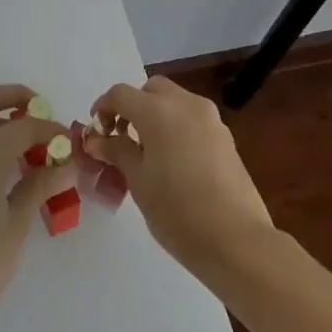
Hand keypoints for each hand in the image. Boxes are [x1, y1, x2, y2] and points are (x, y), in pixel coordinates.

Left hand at [0, 85, 70, 323]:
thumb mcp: (17, 222)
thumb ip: (40, 184)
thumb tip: (66, 164)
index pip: (22, 125)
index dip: (49, 128)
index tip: (67, 140)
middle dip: (17, 98)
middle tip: (42, 112)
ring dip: (0, 118)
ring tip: (29, 142)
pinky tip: (6, 162)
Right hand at [87, 75, 273, 274]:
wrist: (237, 241)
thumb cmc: (177, 211)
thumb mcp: (138, 181)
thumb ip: (117, 151)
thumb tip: (98, 140)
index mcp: (159, 111)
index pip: (121, 94)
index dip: (103, 107)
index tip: (95, 130)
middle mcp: (186, 104)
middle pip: (151, 90)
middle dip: (132, 106)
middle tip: (121, 136)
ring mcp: (210, 120)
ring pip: (175, 101)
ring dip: (156, 114)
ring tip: (146, 151)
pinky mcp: (226, 138)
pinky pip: (192, 119)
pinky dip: (176, 127)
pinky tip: (172, 161)